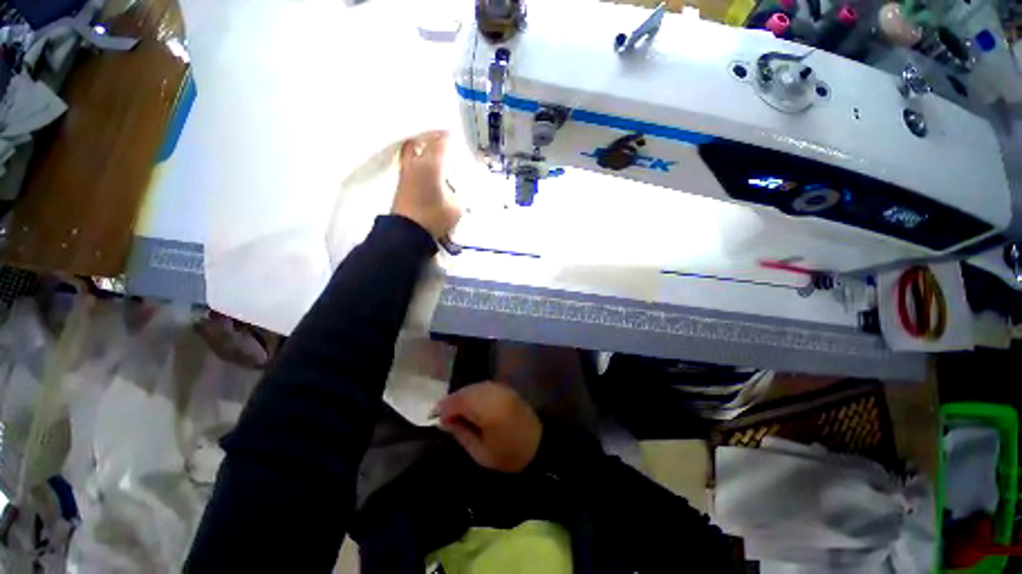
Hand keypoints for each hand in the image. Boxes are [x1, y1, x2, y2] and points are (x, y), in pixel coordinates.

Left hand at [391, 131, 461, 239]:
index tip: (456, 137)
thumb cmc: (434, 217)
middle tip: (444, 140)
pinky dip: (418, 159)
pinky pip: (409, 162)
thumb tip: (459, 193)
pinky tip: (427, 169)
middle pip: (422, 140)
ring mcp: (405, 172)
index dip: (450, 138)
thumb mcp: (456, 208)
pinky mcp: (401, 183)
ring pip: (412, 150)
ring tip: (434, 153)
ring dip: (423, 147)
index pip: (441, 143)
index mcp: (431, 165)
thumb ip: (460, 196)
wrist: (407, 232)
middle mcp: (416, 163)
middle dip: (434, 137)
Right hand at [435, 382, 542, 472]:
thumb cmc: (509, 455)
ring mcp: (501, 388)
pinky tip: (470, 404)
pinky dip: (473, 393)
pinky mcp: (506, 388)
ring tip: (454, 410)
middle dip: (451, 401)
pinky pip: (484, 386)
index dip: (444, 408)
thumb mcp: (481, 453)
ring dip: (462, 396)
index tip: (435, 419)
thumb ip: (461, 433)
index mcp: (487, 409)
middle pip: (466, 391)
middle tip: (442, 415)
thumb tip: (445, 421)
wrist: (540, 445)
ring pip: (474, 386)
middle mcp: (493, 393)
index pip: (459, 401)